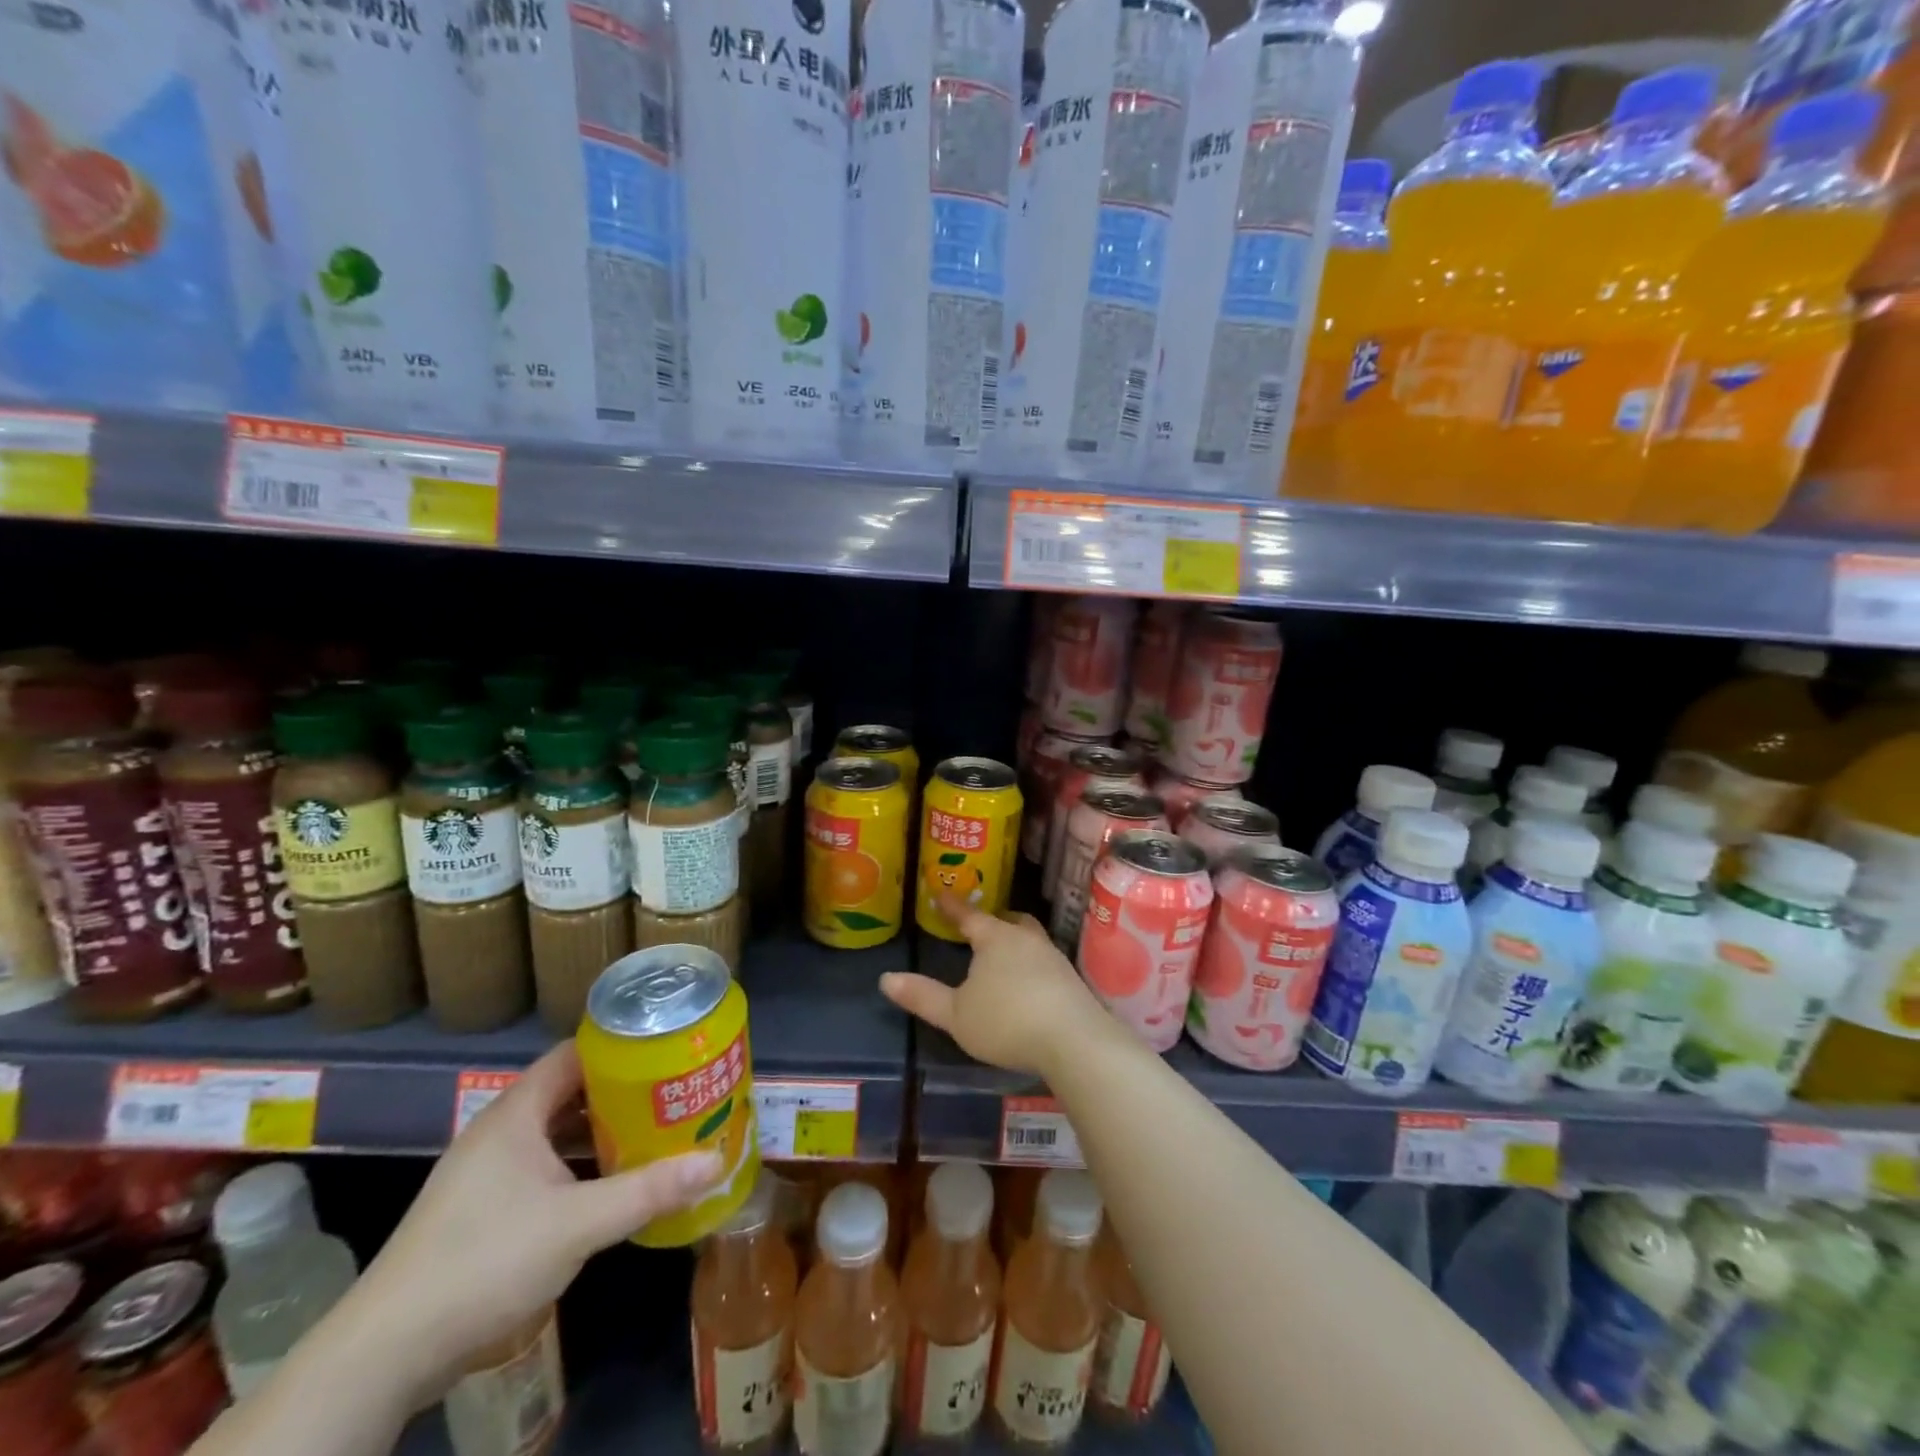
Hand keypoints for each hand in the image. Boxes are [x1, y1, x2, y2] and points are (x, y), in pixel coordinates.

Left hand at [349, 1041, 721, 1404]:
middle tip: (673, 1090)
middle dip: (621, 1091)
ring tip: (654, 1129)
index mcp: (516, 1113)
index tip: (666, 1048)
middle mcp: (500, 1131)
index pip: (575, 1053)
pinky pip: (542, 1167)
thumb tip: (716, 1161)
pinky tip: (611, 1183)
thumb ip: (648, 1190)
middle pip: (570, 1091)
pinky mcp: (481, 1210)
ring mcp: (486, 1173)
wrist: (386, 1353)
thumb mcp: (578, 1224)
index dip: (620, 1046)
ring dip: (600, 1131)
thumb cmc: (485, 1261)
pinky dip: (578, 1166)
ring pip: (555, 1132)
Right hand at [880, 892, 1106, 1077]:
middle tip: (981, 925)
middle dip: (994, 921)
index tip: (940, 893)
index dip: (952, 906)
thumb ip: (923, 996)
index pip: (970, 916)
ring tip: (1005, 954)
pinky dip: (1032, 963)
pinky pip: (1045, 960)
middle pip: (1009, 921)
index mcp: (996, 939)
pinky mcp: (1070, 979)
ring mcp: (1052, 957)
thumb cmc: (1006, 1021)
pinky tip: (1029, 982)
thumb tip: (886, 979)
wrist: (1073, 1039)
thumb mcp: (955, 1014)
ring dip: (1016, 941)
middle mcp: (1026, 939)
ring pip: (1030, 938)